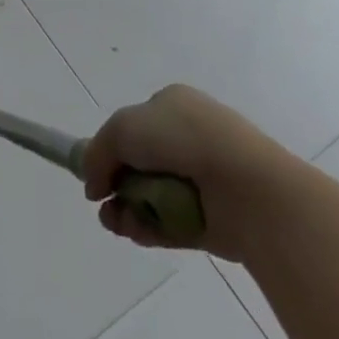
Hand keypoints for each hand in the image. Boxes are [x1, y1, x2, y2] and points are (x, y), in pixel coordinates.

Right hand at [83, 84, 301, 259]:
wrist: (246, 186)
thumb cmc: (182, 140)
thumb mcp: (122, 129)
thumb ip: (98, 152)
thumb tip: (93, 186)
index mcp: (173, 105)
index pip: (133, 126)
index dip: (111, 148)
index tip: (96, 172)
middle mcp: (188, 138)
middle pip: (139, 163)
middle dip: (116, 184)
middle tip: (102, 203)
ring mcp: (203, 179)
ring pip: (153, 195)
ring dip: (128, 209)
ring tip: (115, 223)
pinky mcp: (212, 219)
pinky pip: (172, 223)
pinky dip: (150, 228)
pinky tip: (133, 232)